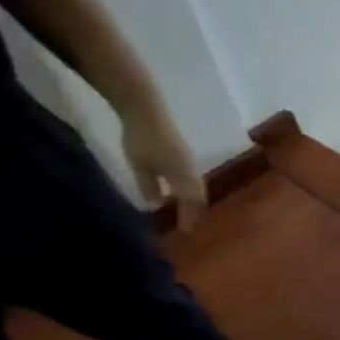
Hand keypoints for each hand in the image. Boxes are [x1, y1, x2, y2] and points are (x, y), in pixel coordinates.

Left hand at [121, 108, 206, 231]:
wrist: (145, 108)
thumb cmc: (141, 139)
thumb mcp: (140, 166)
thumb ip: (149, 186)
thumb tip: (156, 204)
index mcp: (183, 175)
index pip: (191, 201)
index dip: (189, 216)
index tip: (187, 231)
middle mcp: (191, 169)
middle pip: (198, 194)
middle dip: (195, 209)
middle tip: (191, 221)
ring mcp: (188, 159)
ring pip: (196, 184)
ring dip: (193, 198)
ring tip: (186, 207)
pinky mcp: (182, 152)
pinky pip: (190, 176)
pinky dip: (188, 187)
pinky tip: (178, 188)